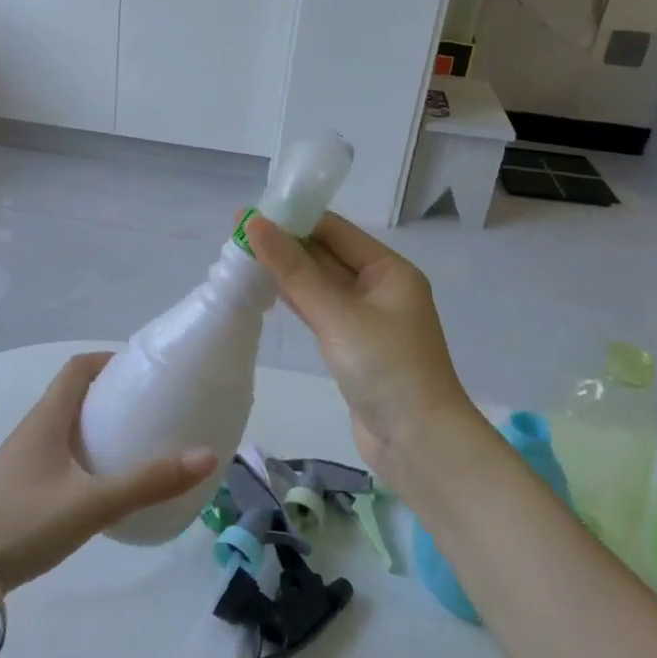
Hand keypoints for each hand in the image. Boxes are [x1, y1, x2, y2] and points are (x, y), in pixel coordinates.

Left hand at [0, 353, 217, 590]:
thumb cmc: (24, 523)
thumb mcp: (92, 503)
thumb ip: (148, 482)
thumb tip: (206, 455)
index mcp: (47, 418)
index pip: (77, 368)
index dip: (109, 360)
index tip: (143, 372)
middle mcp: (34, 429)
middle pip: (74, 395)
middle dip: (111, 395)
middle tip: (150, 409)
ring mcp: (24, 459)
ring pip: (67, 427)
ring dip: (98, 426)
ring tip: (136, 443)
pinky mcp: (21, 486)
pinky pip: (60, 454)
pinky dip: (86, 454)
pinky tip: (104, 483)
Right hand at [246, 213, 478, 492]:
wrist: (419, 443)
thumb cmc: (385, 369)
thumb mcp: (337, 315)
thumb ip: (294, 270)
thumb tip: (255, 224)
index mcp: (388, 270)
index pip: (334, 230)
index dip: (294, 218)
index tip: (250, 214)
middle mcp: (380, 287)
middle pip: (327, 255)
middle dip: (286, 244)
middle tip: (237, 236)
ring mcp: (367, 318)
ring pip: (321, 284)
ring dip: (287, 272)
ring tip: (242, 258)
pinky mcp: (354, 345)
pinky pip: (320, 311)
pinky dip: (295, 300)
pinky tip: (266, 292)